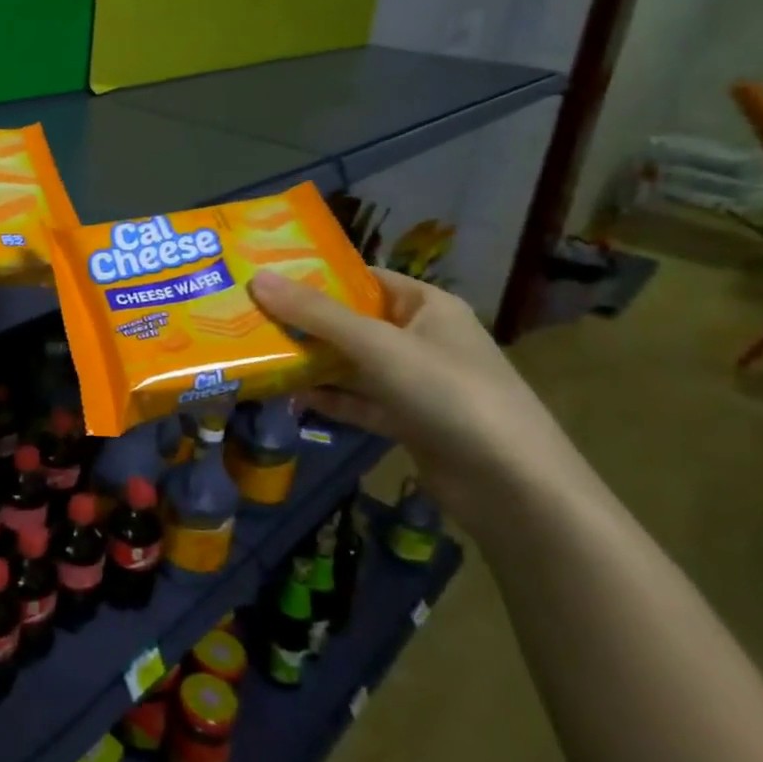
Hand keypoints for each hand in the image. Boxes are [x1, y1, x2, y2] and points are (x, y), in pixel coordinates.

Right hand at [248, 267, 576, 521]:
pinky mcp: (409, 422)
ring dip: (313, 362)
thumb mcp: (378, 345)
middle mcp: (422, 338)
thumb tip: (257, 279)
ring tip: (259, 353)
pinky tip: (291, 396)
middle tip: (249, 315)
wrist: (513, 487)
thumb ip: (317, 314)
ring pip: (353, 364)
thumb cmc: (448, 393)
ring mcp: (417, 383)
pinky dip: (330, 399)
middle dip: (305, 321)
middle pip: (353, 322)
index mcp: (427, 306)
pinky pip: (360, 401)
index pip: (364, 279)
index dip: (317, 275)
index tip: (266, 275)